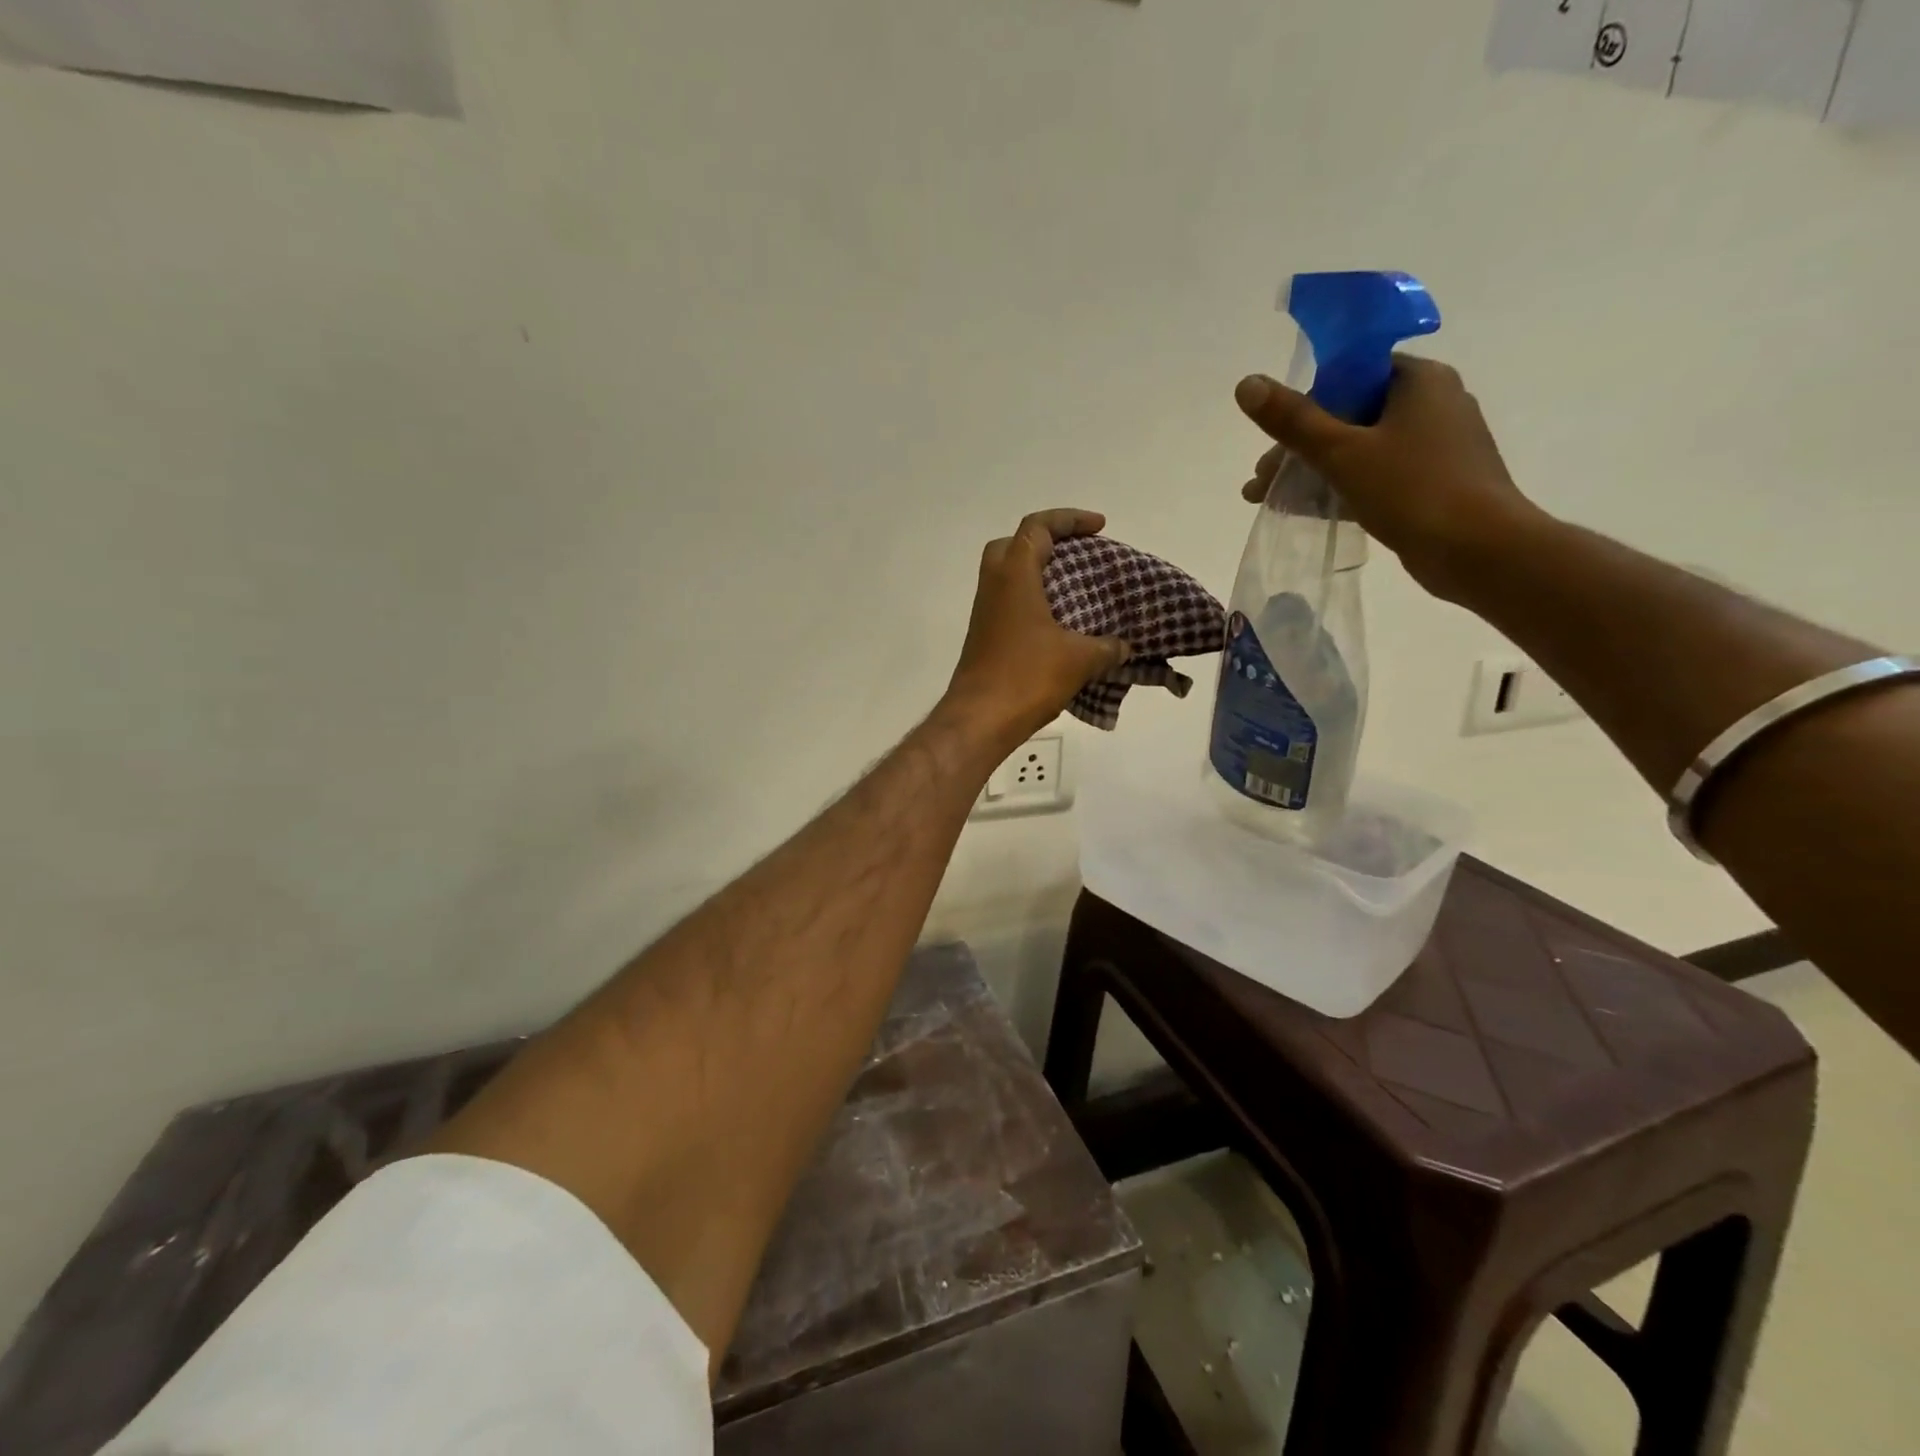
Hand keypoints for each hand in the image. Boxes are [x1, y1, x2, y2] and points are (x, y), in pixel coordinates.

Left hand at [944, 509, 1129, 743]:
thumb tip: (1124, 647)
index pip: (1037, 528)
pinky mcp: (984, 637)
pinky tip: (1058, 626)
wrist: (979, 719)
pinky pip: (1009, 605)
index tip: (1099, 527)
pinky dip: (1033, 604)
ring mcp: (984, 613)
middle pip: (1013, 545)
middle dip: (1046, 542)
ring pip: (1008, 577)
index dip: (1069, 520)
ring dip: (1039, 576)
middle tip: (1076, 556)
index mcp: (1014, 576)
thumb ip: (1107, 647)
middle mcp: (993, 586)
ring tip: (1074, 591)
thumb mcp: (1079, 659)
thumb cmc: (1027, 677)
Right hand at [1235, 357, 1545, 600]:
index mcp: (1420, 380)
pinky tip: (1308, 511)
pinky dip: (1341, 487)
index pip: (1351, 374)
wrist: (1478, 550)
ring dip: (1314, 471)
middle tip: (1261, 480)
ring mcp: (1437, 445)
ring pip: (1361, 448)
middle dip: (1300, 447)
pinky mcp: (1434, 482)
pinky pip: (1377, 475)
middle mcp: (1434, 403)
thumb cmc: (1412, 489)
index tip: (1276, 438)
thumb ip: (1292, 420)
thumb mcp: (1341, 453)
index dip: (1307, 403)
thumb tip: (1246, 383)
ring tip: (1272, 500)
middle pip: (1350, 414)